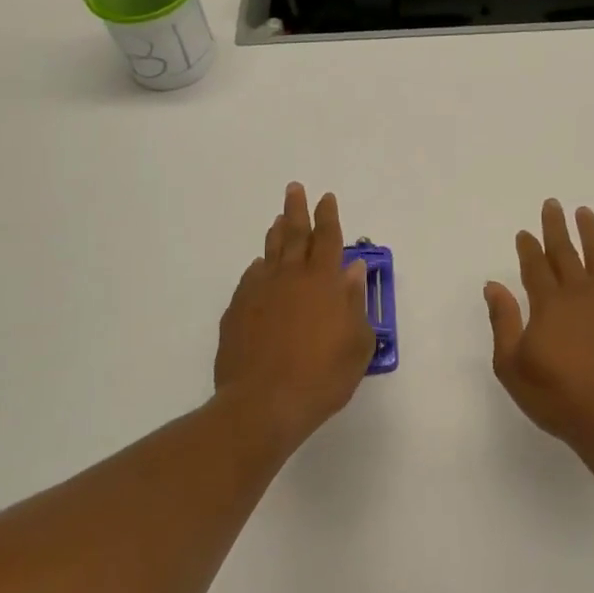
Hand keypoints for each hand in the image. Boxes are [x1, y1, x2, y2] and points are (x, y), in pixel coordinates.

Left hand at [216, 183, 375, 448]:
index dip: (328, 216)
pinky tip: (259, 267)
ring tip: (277, 219)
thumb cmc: (322, 376)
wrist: (263, 404)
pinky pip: (250, 278)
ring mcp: (259, 292)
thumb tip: (352, 270)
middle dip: (296, 210)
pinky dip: (258, 268)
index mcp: (323, 282)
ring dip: (276, 233)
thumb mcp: (357, 344)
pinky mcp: (237, 311)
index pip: (328, 239)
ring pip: (270, 252)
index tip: (326, 198)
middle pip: (294, 235)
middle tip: (295, 189)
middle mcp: (290, 277)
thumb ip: (355, 303)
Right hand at [483, 200, 593, 456]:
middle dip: (555, 228)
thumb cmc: (558, 396)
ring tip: (584, 212)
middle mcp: (579, 294)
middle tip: (552, 204)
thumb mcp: (513, 366)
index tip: (525, 232)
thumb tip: (493, 285)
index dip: (529, 248)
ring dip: (589, 233)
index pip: (535, 267)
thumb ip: (504, 322)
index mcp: (548, 304)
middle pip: (565, 253)